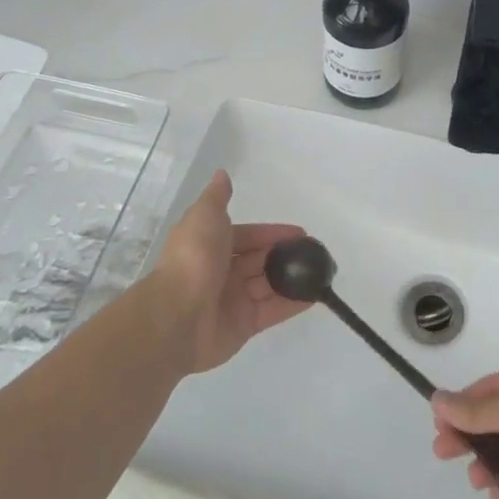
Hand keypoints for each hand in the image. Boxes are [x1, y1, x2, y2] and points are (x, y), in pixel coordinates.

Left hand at [145, 171, 307, 373]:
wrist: (177, 315)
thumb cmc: (194, 258)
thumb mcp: (204, 216)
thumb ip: (217, 197)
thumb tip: (222, 173)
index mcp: (212, 245)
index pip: (248, 236)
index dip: (272, 233)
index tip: (300, 232)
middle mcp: (223, 271)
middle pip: (260, 260)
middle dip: (285, 255)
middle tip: (315, 252)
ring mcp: (234, 299)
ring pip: (268, 285)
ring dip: (292, 278)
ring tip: (321, 272)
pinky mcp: (244, 324)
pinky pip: (273, 310)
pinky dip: (293, 303)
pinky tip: (316, 294)